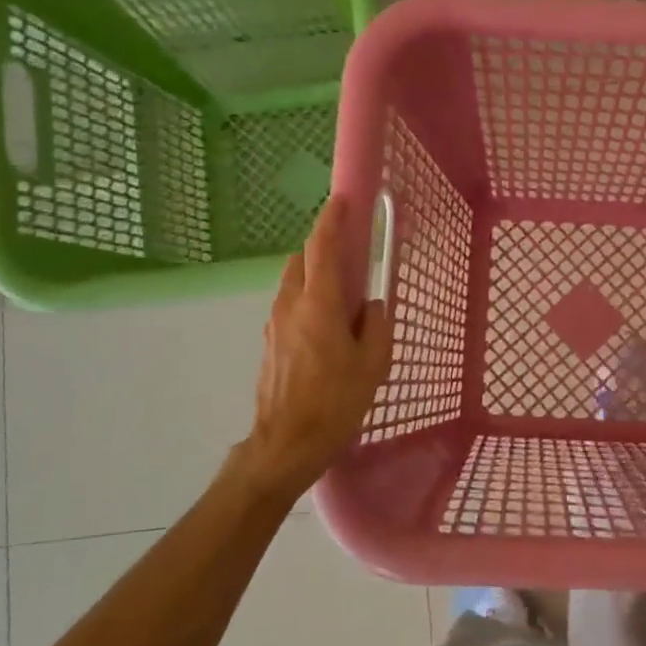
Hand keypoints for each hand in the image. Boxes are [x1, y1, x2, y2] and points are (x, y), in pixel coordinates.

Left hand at [236, 197, 392, 498]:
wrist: (286, 445)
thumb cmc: (335, 404)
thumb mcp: (373, 365)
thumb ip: (376, 326)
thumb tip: (371, 306)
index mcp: (318, 305)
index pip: (322, 248)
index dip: (332, 220)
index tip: (342, 200)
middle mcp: (290, 306)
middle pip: (301, 261)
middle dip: (322, 250)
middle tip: (350, 259)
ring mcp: (274, 325)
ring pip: (293, 285)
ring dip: (314, 279)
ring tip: (342, 302)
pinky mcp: (269, 345)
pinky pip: (290, 308)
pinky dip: (307, 303)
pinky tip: (327, 332)